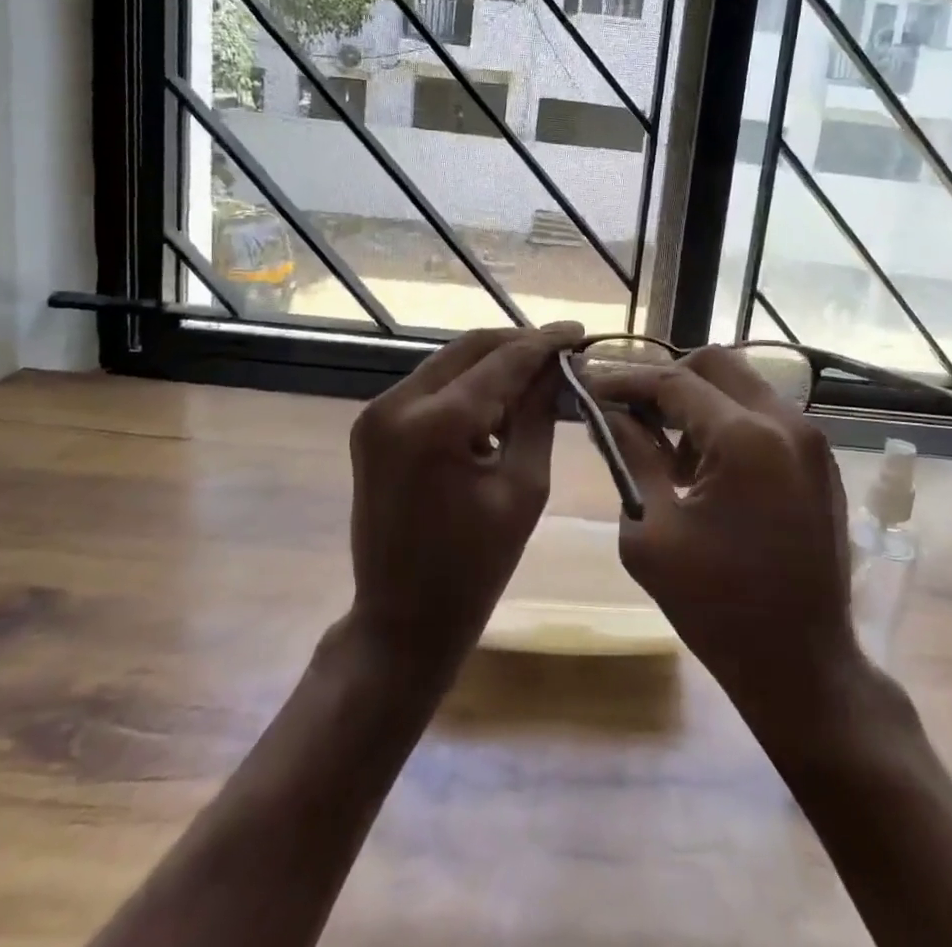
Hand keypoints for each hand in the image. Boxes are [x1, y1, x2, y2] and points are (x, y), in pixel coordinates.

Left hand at [346, 323, 582, 668]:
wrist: (401, 621)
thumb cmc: (474, 568)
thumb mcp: (523, 488)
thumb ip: (538, 416)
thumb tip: (559, 368)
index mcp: (435, 424)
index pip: (502, 361)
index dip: (544, 343)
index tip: (579, 330)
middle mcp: (396, 404)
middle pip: (469, 349)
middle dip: (518, 344)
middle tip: (562, 349)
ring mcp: (376, 413)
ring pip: (448, 363)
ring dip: (492, 363)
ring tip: (538, 372)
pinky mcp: (372, 426)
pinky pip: (429, 387)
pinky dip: (466, 386)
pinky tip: (498, 399)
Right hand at [587, 348, 863, 729]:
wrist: (803, 666)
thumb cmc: (717, 608)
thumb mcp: (652, 533)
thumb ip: (631, 457)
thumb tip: (609, 412)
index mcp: (745, 439)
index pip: (674, 382)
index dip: (626, 380)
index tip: (590, 384)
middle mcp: (786, 423)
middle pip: (716, 364)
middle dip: (667, 378)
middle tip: (632, 410)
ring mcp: (811, 441)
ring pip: (743, 384)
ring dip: (700, 401)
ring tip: (669, 452)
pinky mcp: (820, 462)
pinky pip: (766, 415)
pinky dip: (730, 421)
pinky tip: (707, 469)